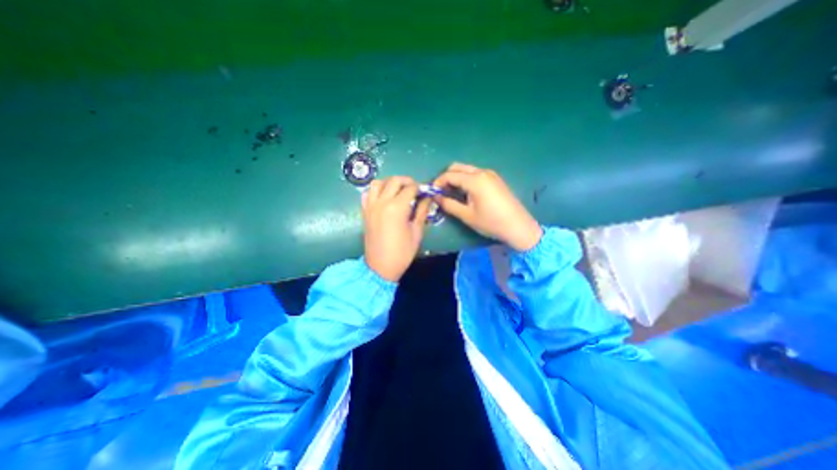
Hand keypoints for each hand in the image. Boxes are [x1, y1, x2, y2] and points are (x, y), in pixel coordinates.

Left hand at [363, 174, 434, 278]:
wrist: (381, 267)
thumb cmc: (402, 252)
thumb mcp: (416, 232)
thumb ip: (421, 211)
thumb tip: (428, 198)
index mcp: (397, 208)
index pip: (410, 188)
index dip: (420, 188)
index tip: (425, 192)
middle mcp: (382, 202)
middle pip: (394, 181)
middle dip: (407, 181)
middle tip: (415, 189)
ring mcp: (371, 206)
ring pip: (378, 183)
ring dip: (390, 183)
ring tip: (398, 190)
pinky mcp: (365, 212)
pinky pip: (367, 194)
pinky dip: (376, 191)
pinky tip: (384, 198)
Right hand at [431, 165, 543, 253]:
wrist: (518, 226)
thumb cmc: (491, 222)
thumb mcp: (467, 215)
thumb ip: (449, 204)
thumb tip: (436, 198)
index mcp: (474, 180)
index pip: (449, 175)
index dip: (438, 182)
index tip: (432, 193)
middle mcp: (482, 172)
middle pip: (457, 167)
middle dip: (446, 177)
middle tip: (441, 192)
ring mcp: (490, 174)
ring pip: (467, 169)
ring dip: (456, 178)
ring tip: (452, 193)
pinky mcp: (495, 179)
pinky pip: (475, 173)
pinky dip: (466, 179)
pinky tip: (466, 193)